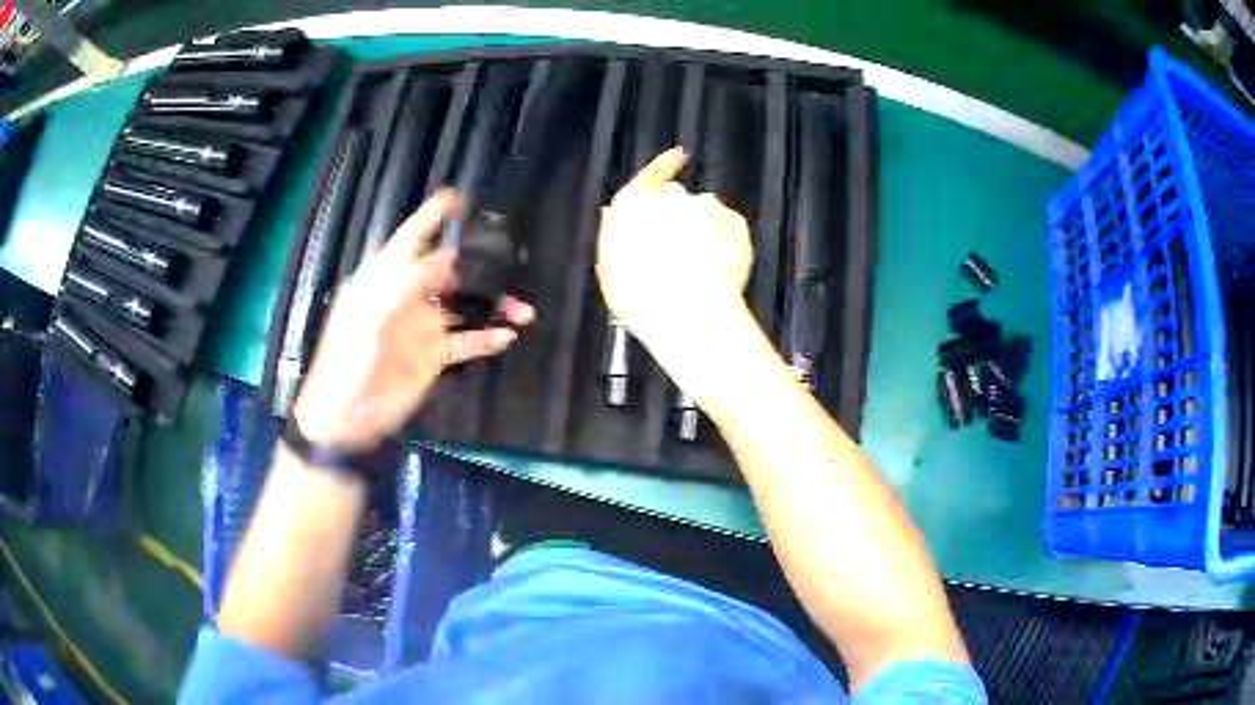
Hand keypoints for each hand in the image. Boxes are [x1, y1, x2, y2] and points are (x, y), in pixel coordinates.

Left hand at [293, 190, 533, 449]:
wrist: (346, 418)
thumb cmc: (347, 363)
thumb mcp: (369, 317)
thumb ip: (406, 285)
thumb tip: (448, 259)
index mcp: (384, 281)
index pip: (409, 239)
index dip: (430, 217)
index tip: (456, 197)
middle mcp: (407, 298)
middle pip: (448, 270)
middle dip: (479, 264)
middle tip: (511, 258)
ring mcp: (422, 327)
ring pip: (465, 306)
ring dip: (494, 305)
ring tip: (524, 310)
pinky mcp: (433, 356)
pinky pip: (466, 342)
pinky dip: (487, 338)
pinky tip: (508, 337)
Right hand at [596, 147, 754, 396]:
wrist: (690, 312)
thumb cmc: (641, 297)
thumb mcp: (609, 270)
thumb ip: (613, 235)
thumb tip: (615, 214)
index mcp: (633, 204)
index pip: (649, 175)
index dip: (663, 166)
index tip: (679, 155)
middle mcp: (670, 195)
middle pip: (677, 199)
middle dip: (680, 218)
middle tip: (678, 254)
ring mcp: (706, 205)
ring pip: (706, 214)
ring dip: (704, 233)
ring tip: (700, 271)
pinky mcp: (735, 221)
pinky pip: (730, 229)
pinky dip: (727, 244)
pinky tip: (719, 272)